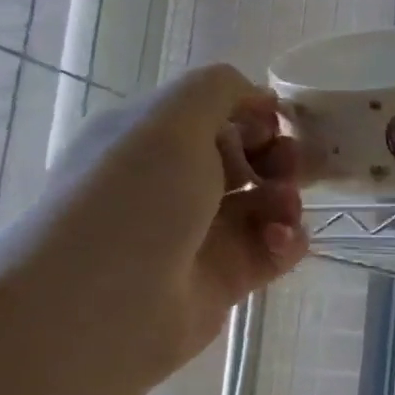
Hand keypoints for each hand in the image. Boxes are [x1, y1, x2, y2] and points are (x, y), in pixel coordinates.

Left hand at [0, 64, 308, 383]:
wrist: (104, 304)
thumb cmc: (133, 198)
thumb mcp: (170, 118)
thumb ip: (220, 90)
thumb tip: (260, 98)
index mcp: (150, 138)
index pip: (217, 115)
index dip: (255, 114)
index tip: (277, 124)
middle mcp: (174, 183)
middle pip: (247, 159)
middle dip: (280, 157)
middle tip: (291, 168)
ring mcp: (201, 233)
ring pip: (265, 205)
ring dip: (286, 200)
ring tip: (282, 211)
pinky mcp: (225, 278)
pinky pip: (271, 250)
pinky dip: (286, 241)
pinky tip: (279, 242)